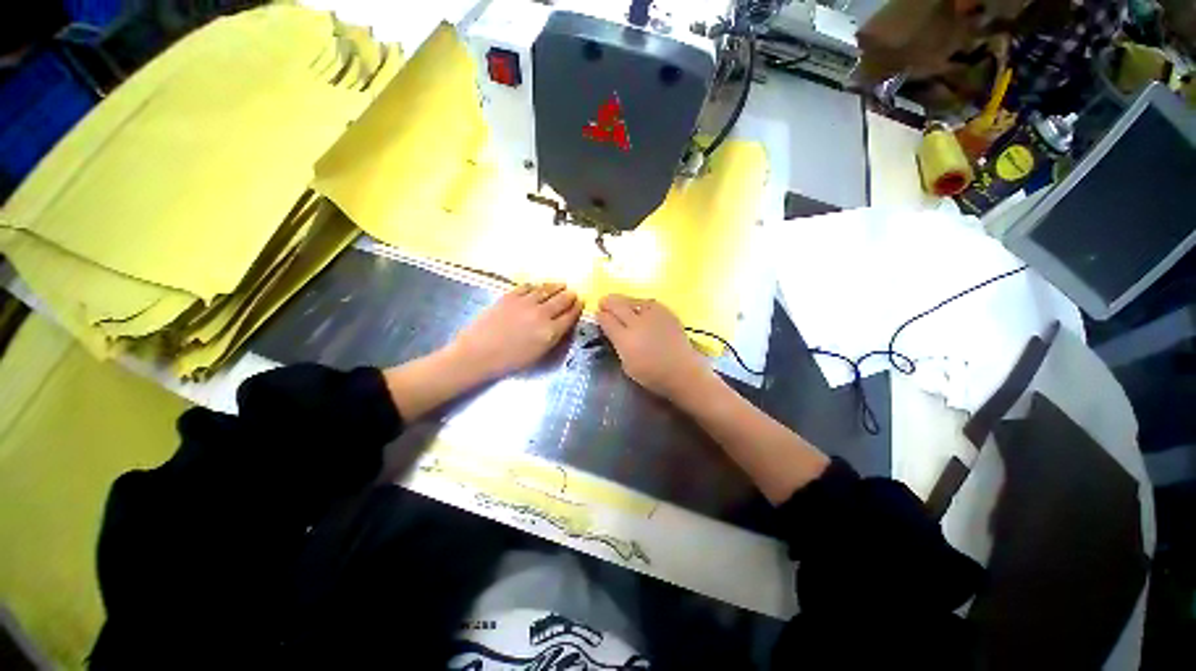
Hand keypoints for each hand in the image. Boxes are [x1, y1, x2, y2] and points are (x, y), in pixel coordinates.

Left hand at [449, 282, 582, 381]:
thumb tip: (560, 324)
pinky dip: (536, 286)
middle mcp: (542, 314)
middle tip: (573, 293)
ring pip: (546, 290)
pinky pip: (527, 287)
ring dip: (556, 287)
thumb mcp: (538, 354)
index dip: (577, 308)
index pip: (570, 316)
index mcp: (550, 332)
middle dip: (569, 296)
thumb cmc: (509, 361)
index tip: (580, 303)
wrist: (477, 354)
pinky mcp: (510, 296)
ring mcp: (525, 302)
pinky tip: (538, 286)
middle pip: (561, 300)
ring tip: (561, 285)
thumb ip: (553, 337)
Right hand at [596, 294, 712, 400]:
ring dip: (623, 300)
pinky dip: (640, 303)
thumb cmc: (652, 375)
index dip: (600, 316)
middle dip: (607, 302)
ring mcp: (653, 316)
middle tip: (603, 302)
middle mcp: (637, 323)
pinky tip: (639, 306)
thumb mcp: (627, 365)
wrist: (682, 372)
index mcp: (625, 339)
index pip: (606, 320)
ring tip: (619, 302)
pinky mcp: (667, 313)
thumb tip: (613, 332)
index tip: (598, 315)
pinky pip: (649, 303)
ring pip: (633, 300)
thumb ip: (618, 345)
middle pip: (617, 305)